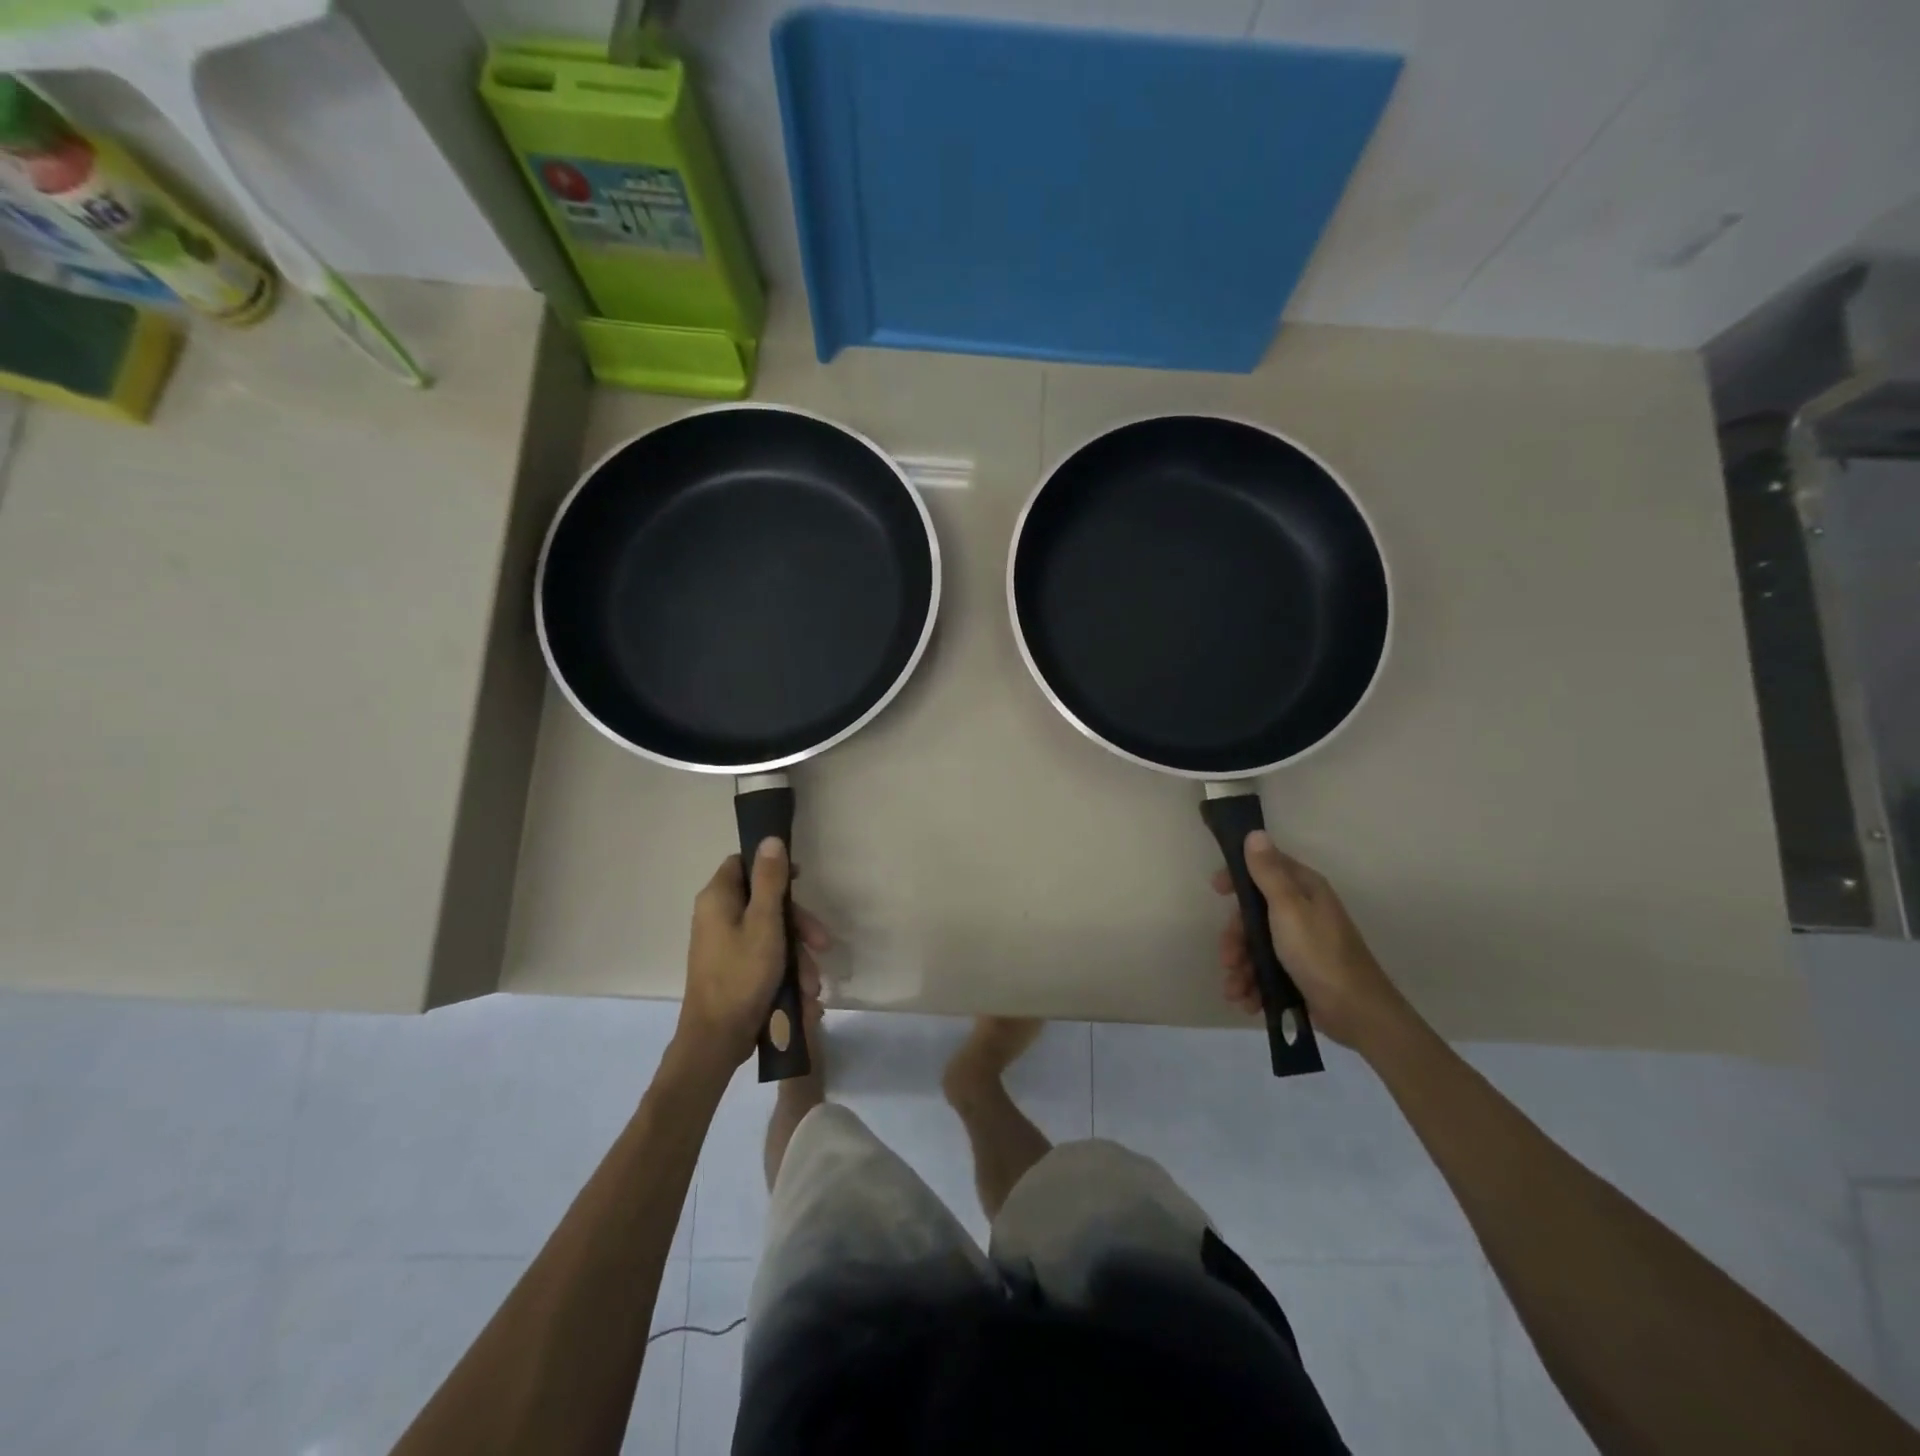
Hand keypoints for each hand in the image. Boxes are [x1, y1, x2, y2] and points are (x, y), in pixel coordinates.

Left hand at [676, 839, 828, 1070]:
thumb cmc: (742, 975)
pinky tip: (804, 997)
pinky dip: (785, 972)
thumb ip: (770, 880)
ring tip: (813, 987)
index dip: (773, 867)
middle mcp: (717, 916)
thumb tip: (770, 839)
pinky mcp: (733, 970)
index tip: (801, 880)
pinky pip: (765, 958)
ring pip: (771, 934)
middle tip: (823, 945)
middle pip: (766, 902)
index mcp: (718, 898)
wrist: (716, 1040)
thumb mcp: (765, 923)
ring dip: (797, 957)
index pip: (743, 863)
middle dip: (799, 926)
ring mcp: (724, 945)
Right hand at [1214, 831, 1409, 1051]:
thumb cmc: (1319, 954)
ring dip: (1240, 968)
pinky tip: (1247, 1001)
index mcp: (1304, 889)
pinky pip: (1266, 970)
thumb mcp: (1288, 909)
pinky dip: (1253, 984)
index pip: (1265, 868)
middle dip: (1236, 938)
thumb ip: (1268, 872)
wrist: (1358, 1014)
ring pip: (1257, 945)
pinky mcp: (1300, 972)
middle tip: (1228, 959)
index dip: (1238, 876)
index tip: (1217, 890)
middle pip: (1254, 913)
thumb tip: (1255, 833)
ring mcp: (1301, 943)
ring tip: (1235, 991)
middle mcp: (1303, 911)